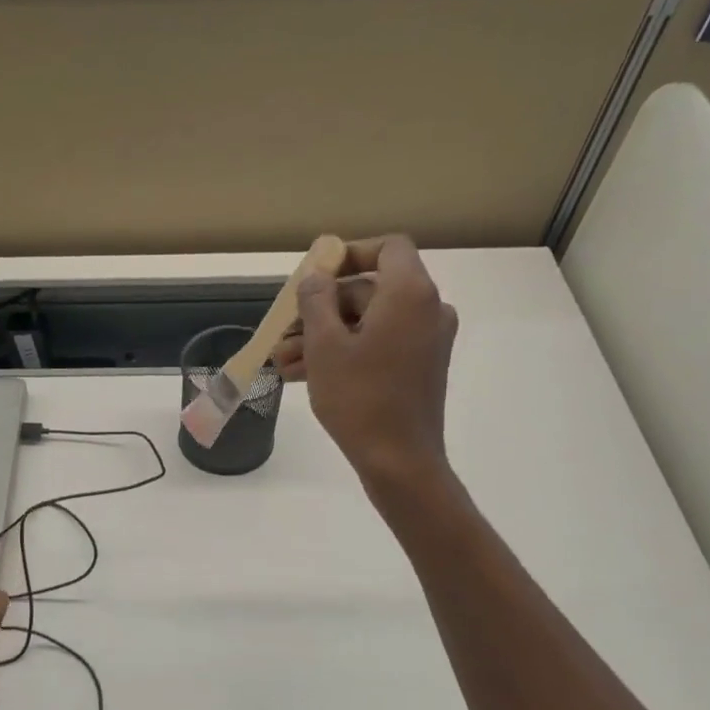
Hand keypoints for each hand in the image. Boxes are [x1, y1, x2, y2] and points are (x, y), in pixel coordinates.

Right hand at [276, 234, 457, 484]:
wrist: (399, 460)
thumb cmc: (359, 398)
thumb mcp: (325, 345)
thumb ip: (316, 300)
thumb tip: (316, 277)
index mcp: (410, 293)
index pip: (387, 248)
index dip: (349, 254)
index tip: (315, 275)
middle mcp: (427, 309)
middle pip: (369, 291)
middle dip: (321, 310)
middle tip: (283, 332)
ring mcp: (426, 341)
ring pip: (367, 323)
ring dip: (323, 337)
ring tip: (282, 361)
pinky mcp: (419, 368)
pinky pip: (378, 346)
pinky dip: (344, 353)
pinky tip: (301, 374)